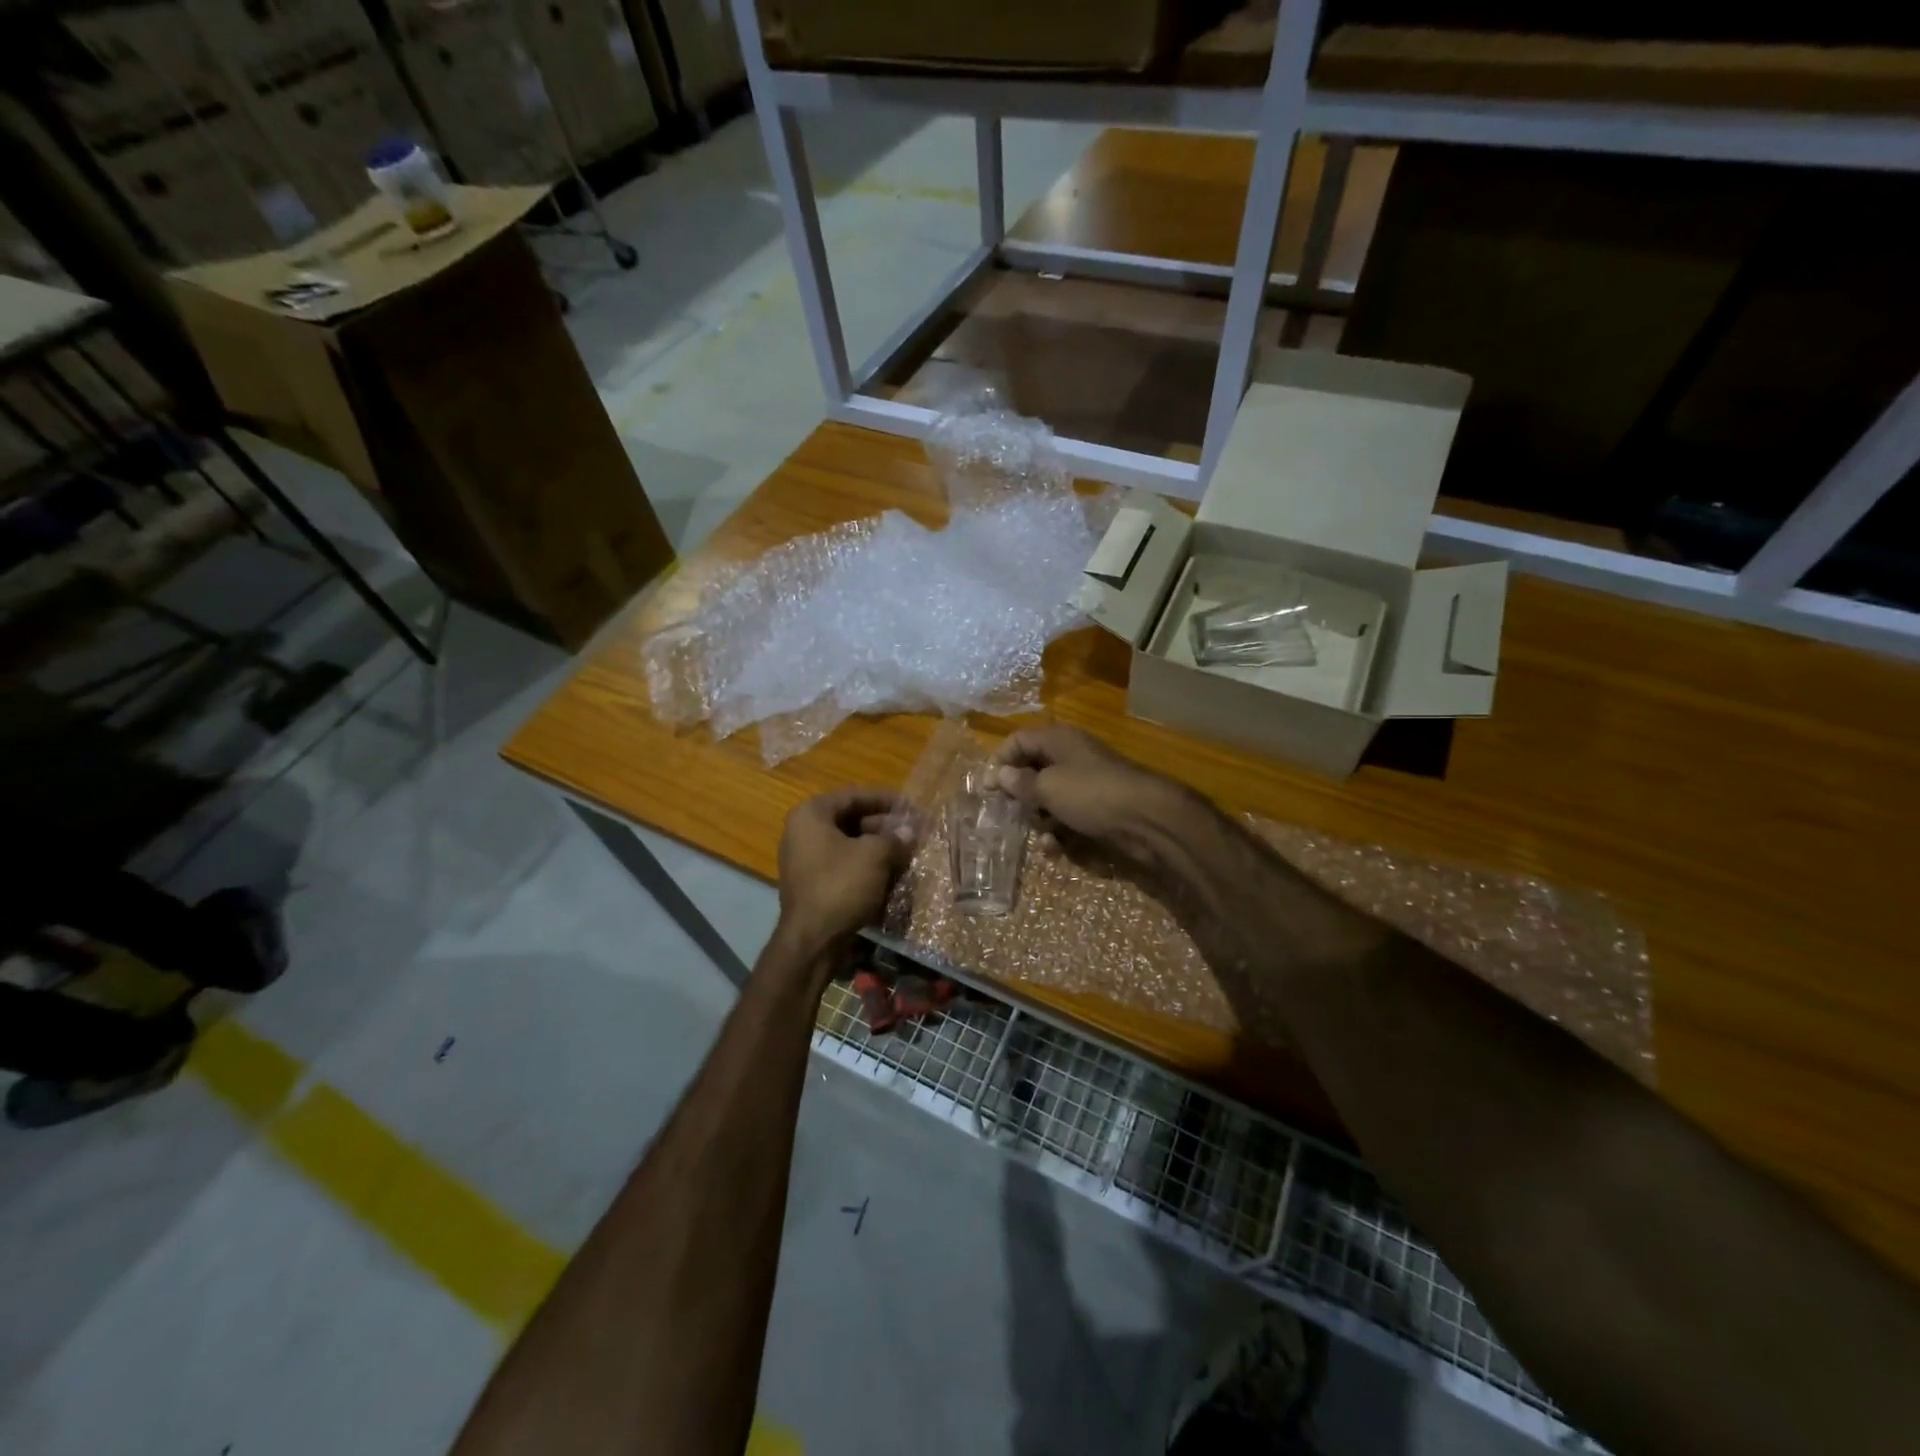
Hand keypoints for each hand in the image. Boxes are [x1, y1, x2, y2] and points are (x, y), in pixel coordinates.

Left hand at [775, 788, 914, 960]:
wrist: (812, 941)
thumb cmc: (840, 885)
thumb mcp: (874, 856)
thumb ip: (894, 838)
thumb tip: (910, 831)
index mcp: (811, 815)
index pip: (853, 796)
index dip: (885, 799)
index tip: (910, 806)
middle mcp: (802, 832)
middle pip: (850, 820)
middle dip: (884, 826)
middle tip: (913, 832)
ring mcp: (805, 860)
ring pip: (849, 845)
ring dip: (878, 848)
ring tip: (906, 853)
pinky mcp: (813, 885)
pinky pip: (843, 866)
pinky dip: (866, 867)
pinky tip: (891, 874)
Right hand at [993, 725, 1188, 869]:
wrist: (1147, 819)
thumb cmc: (1091, 794)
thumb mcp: (1048, 787)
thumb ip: (1020, 783)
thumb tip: (1000, 775)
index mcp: (1058, 741)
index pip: (1018, 741)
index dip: (1000, 762)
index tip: (987, 789)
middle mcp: (1070, 757)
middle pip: (1032, 771)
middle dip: (1019, 795)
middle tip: (1007, 815)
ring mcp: (1085, 784)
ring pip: (1049, 798)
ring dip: (1039, 819)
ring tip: (1038, 836)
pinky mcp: (1097, 808)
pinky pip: (1068, 816)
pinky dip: (1059, 832)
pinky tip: (1055, 850)